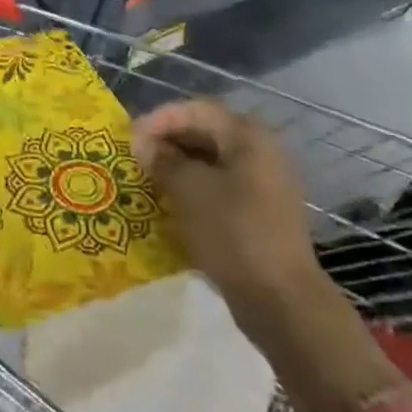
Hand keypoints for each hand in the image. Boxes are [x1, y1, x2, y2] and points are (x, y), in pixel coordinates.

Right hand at [132, 100, 319, 313]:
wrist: (281, 301)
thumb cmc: (232, 232)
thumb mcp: (188, 189)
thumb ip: (162, 159)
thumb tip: (144, 145)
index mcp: (248, 136)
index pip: (195, 110)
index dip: (159, 119)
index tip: (130, 139)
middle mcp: (261, 151)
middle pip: (205, 132)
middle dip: (168, 141)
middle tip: (137, 157)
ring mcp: (265, 183)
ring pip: (212, 160)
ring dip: (179, 165)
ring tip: (149, 178)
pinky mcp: (262, 212)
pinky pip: (222, 185)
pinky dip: (195, 187)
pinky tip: (172, 202)